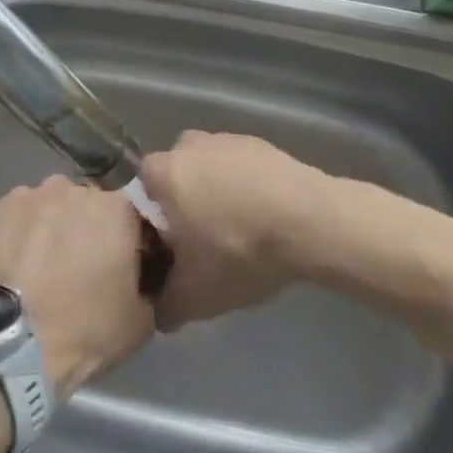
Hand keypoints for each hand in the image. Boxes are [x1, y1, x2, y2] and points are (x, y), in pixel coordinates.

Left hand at [0, 175, 154, 395]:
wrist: (12, 349)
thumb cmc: (85, 331)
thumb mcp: (142, 321)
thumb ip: (148, 284)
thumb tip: (140, 277)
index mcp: (114, 208)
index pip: (127, 212)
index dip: (123, 236)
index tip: (117, 261)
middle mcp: (69, 189)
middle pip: (82, 203)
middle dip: (81, 227)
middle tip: (75, 266)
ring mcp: (24, 197)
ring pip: (42, 207)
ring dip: (44, 229)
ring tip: (36, 268)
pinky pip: (7, 220)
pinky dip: (10, 238)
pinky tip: (8, 269)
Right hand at [139, 131, 330, 331]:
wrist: (311, 221)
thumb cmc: (239, 250)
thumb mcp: (196, 296)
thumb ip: (166, 306)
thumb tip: (159, 313)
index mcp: (161, 172)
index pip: (141, 195)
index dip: (154, 225)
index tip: (173, 251)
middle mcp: (187, 146)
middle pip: (175, 180)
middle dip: (185, 207)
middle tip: (205, 244)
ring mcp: (226, 139)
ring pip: (209, 172)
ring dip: (217, 195)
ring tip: (241, 233)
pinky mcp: (260, 143)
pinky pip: (241, 168)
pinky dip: (247, 189)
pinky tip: (266, 218)